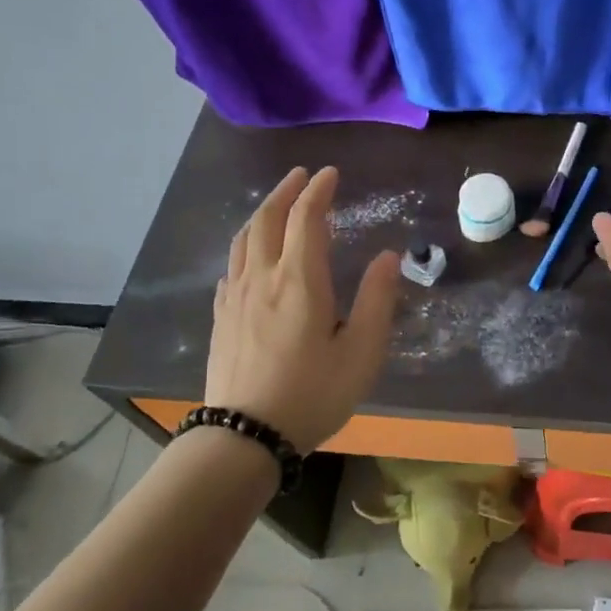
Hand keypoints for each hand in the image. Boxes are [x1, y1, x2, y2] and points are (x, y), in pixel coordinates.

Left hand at [201, 166, 400, 452]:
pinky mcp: (222, 317)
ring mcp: (236, 297)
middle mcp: (263, 278)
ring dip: (263, 212)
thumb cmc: (312, 394)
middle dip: (286, 191)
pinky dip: (246, 244)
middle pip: (268, 219)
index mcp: (300, 281)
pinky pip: (232, 265)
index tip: (331, 174)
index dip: (318, 190)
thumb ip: (377, 300)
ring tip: (277, 204)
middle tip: (302, 175)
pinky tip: (251, 254)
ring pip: (244, 239)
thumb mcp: (361, 352)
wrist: (244, 436)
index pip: (306, 218)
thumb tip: (388, 256)